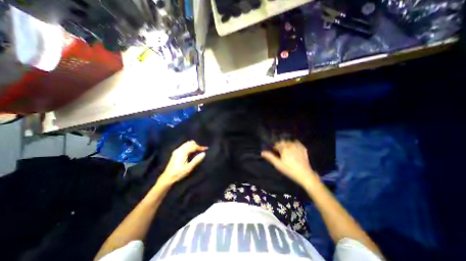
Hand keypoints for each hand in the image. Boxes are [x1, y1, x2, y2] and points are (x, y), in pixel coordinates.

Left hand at [157, 141, 206, 187]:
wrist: (167, 177)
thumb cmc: (179, 173)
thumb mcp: (189, 168)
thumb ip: (196, 160)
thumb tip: (204, 153)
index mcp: (182, 153)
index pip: (193, 146)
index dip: (200, 147)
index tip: (206, 148)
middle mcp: (179, 149)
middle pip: (190, 143)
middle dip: (196, 145)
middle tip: (202, 150)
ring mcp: (177, 150)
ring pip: (187, 143)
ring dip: (193, 146)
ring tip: (198, 151)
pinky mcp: (176, 152)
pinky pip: (184, 146)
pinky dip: (189, 147)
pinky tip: (192, 152)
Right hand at [262, 141, 316, 187]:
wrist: (305, 175)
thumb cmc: (289, 170)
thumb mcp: (278, 164)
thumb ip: (270, 157)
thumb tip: (262, 152)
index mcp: (284, 148)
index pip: (277, 144)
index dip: (274, 147)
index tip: (274, 151)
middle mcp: (291, 145)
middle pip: (283, 142)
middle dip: (280, 145)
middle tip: (280, 152)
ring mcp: (298, 146)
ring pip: (290, 141)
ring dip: (287, 144)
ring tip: (286, 150)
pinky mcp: (303, 149)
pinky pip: (297, 143)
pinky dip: (294, 144)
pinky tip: (293, 148)